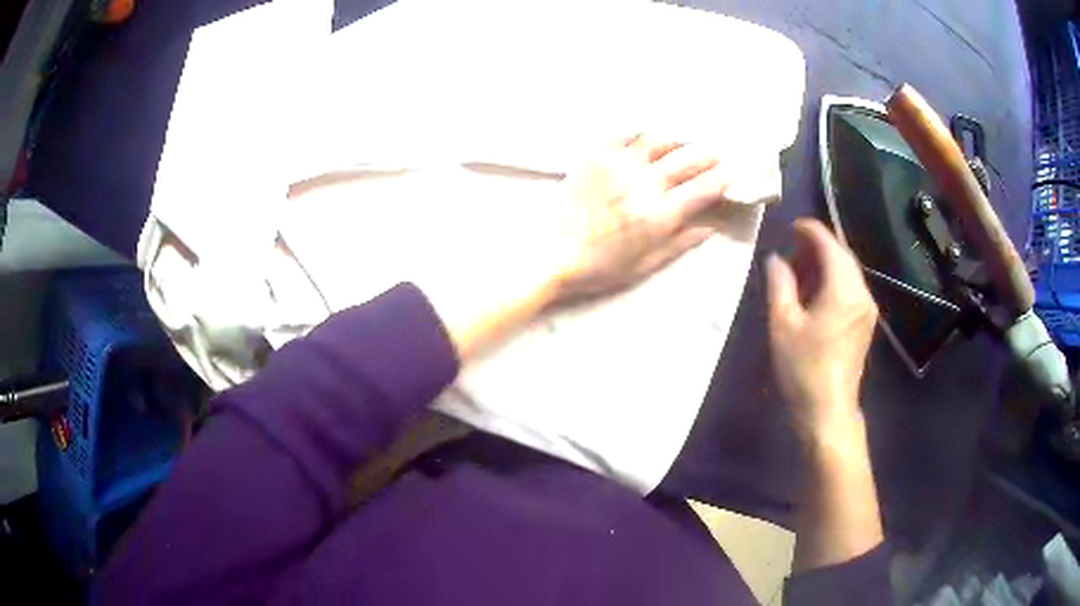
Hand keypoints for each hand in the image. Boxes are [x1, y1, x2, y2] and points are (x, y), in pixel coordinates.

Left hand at [429, 134, 733, 359]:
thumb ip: (679, 244)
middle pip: (685, 161)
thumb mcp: (644, 265)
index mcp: (660, 215)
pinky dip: (637, 131)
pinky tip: (643, 132)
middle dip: (705, 155)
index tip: (728, 175)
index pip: (701, 190)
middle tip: (715, 152)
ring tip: (683, 140)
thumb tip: (708, 229)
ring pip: (656, 142)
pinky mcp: (594, 157)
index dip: (719, 181)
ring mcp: (619, 166)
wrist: (549, 253)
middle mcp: (644, 185)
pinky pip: (620, 134)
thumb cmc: (599, 267)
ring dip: (676, 140)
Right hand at [767, 219, 883, 572]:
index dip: (810, 230)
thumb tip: (775, 259)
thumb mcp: (783, 324)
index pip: (829, 244)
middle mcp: (861, 293)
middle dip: (817, 246)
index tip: (790, 225)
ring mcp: (866, 309)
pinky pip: (849, 288)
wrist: (828, 411)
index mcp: (843, 289)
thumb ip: (779, 284)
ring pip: (847, 272)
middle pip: (842, 255)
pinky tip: (814, 291)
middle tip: (790, 248)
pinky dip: (832, 280)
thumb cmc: (803, 369)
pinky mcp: (864, 323)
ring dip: (824, 263)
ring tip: (798, 268)